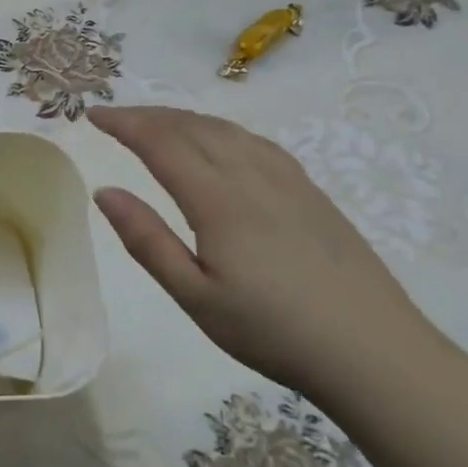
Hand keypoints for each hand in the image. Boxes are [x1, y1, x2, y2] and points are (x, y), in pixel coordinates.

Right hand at [87, 106, 435, 401]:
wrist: (373, 351)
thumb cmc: (273, 331)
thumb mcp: (196, 297)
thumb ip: (147, 241)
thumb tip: (104, 191)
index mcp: (218, 199)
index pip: (161, 142)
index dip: (124, 124)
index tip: (94, 115)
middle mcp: (251, 175)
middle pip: (192, 127)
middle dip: (148, 115)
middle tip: (115, 117)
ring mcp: (287, 179)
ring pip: (226, 129)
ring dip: (184, 118)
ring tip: (157, 124)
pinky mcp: (311, 191)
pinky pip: (255, 141)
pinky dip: (222, 129)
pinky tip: (221, 142)